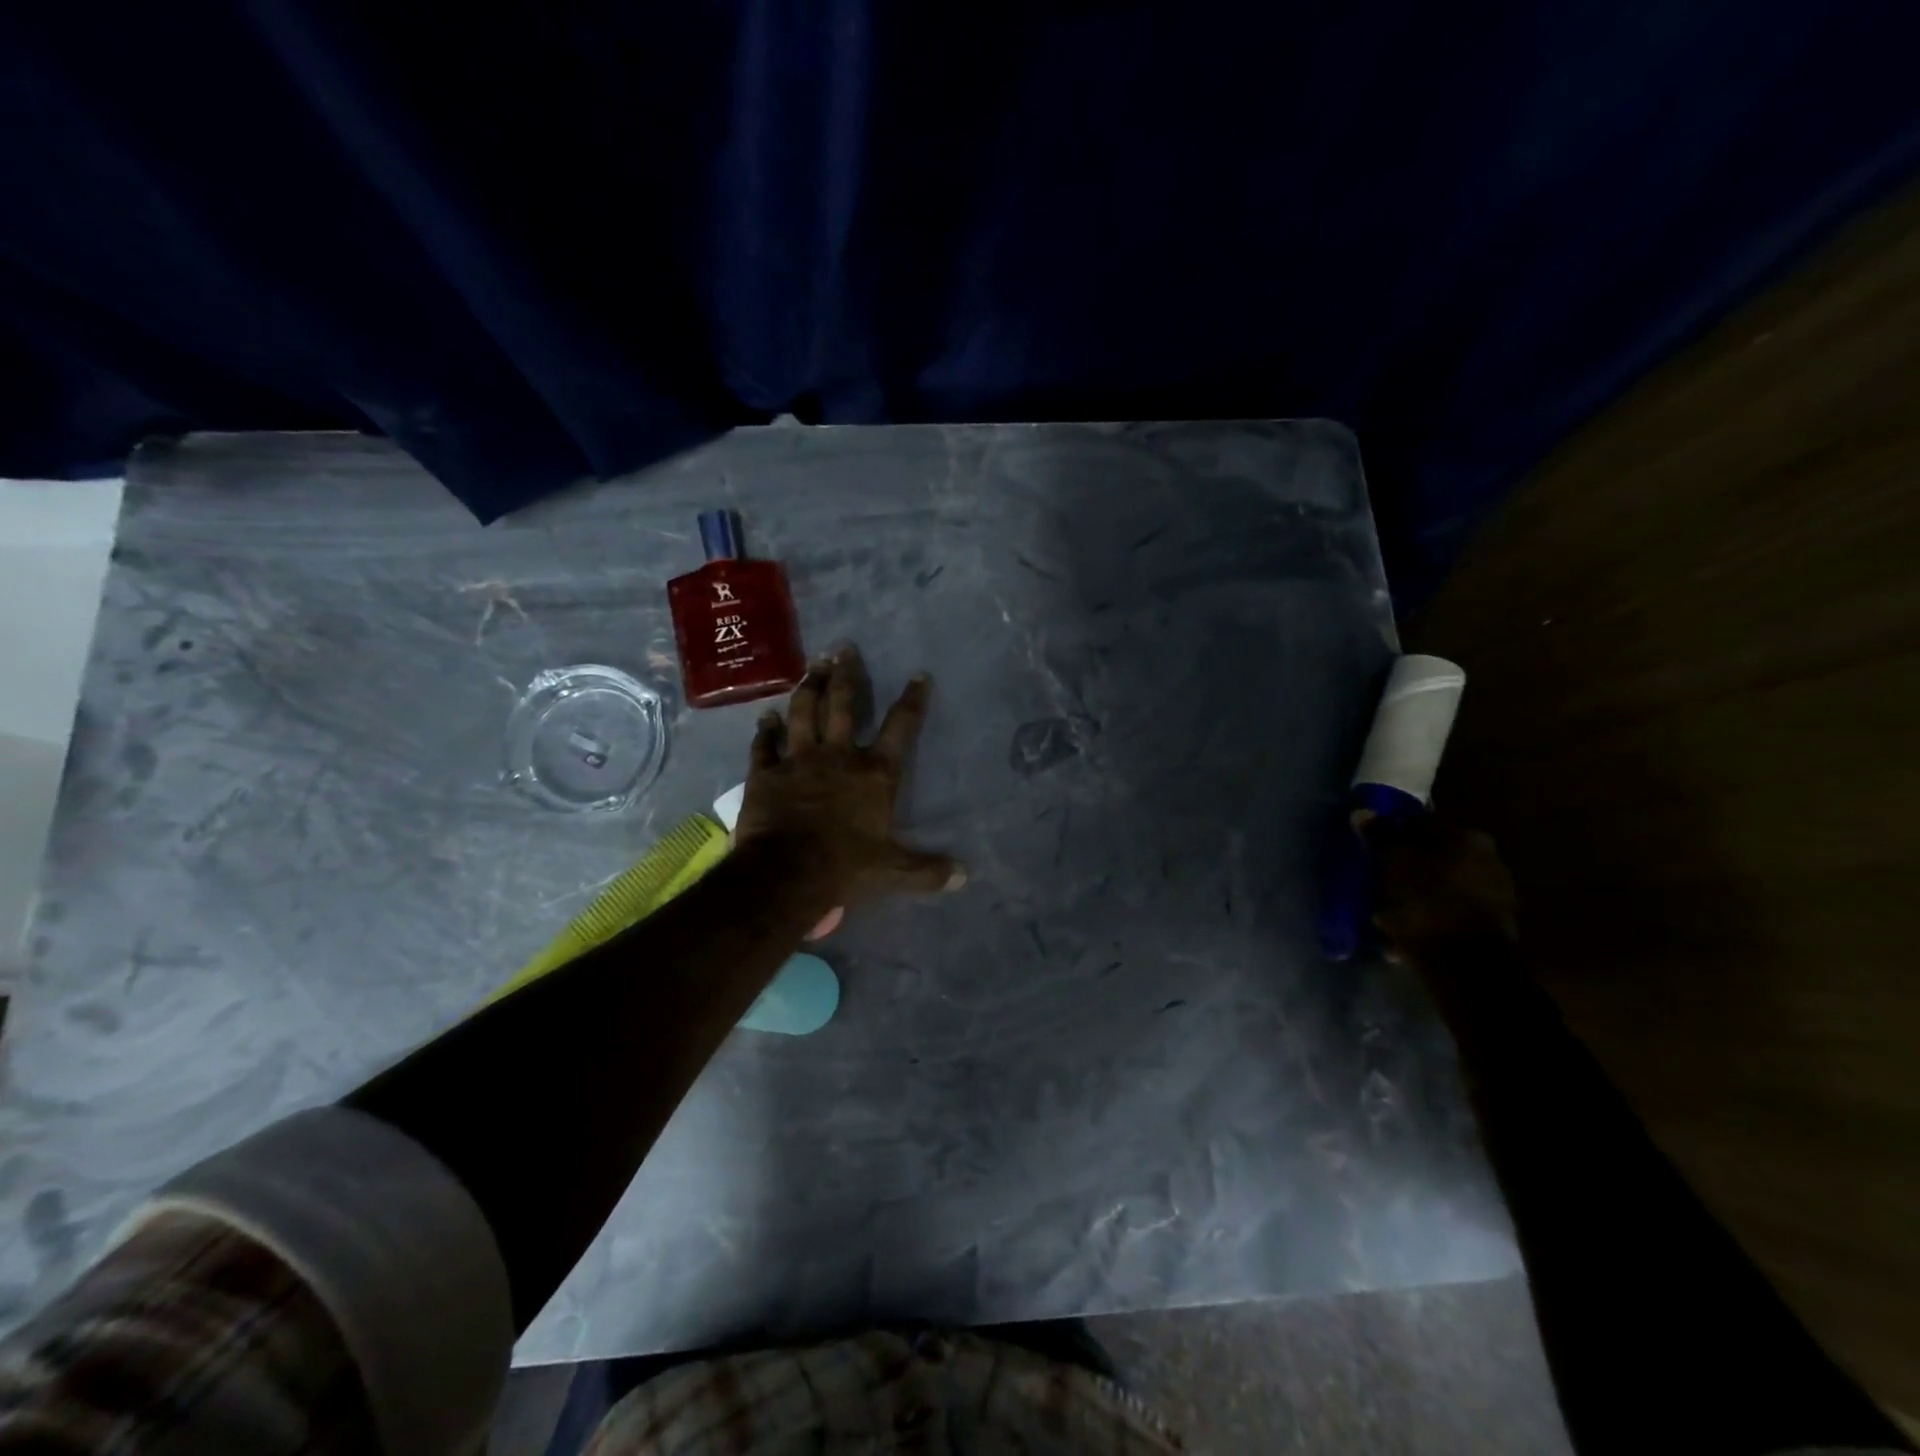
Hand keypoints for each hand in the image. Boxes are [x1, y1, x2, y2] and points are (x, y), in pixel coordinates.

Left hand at [736, 644, 965, 911]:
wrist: (786, 874)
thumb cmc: (845, 868)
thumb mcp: (893, 871)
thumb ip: (928, 870)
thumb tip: (964, 876)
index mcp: (874, 774)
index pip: (900, 728)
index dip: (912, 700)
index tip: (918, 675)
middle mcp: (838, 756)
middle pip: (844, 705)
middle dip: (847, 674)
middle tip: (844, 647)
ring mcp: (798, 760)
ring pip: (804, 713)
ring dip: (809, 687)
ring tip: (813, 666)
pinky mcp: (765, 773)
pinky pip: (764, 745)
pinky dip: (765, 730)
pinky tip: (766, 716)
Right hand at [1363, 812, 1516, 965]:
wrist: (1465, 966)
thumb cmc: (1426, 904)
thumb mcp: (1394, 863)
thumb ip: (1380, 836)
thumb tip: (1362, 812)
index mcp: (1469, 839)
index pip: (1423, 824)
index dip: (1394, 834)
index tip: (1373, 848)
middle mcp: (1489, 861)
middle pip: (1434, 856)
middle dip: (1407, 866)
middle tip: (1378, 878)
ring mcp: (1494, 896)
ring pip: (1440, 885)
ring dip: (1415, 893)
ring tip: (1386, 908)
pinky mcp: (1488, 927)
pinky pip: (1448, 912)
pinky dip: (1428, 916)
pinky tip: (1406, 929)